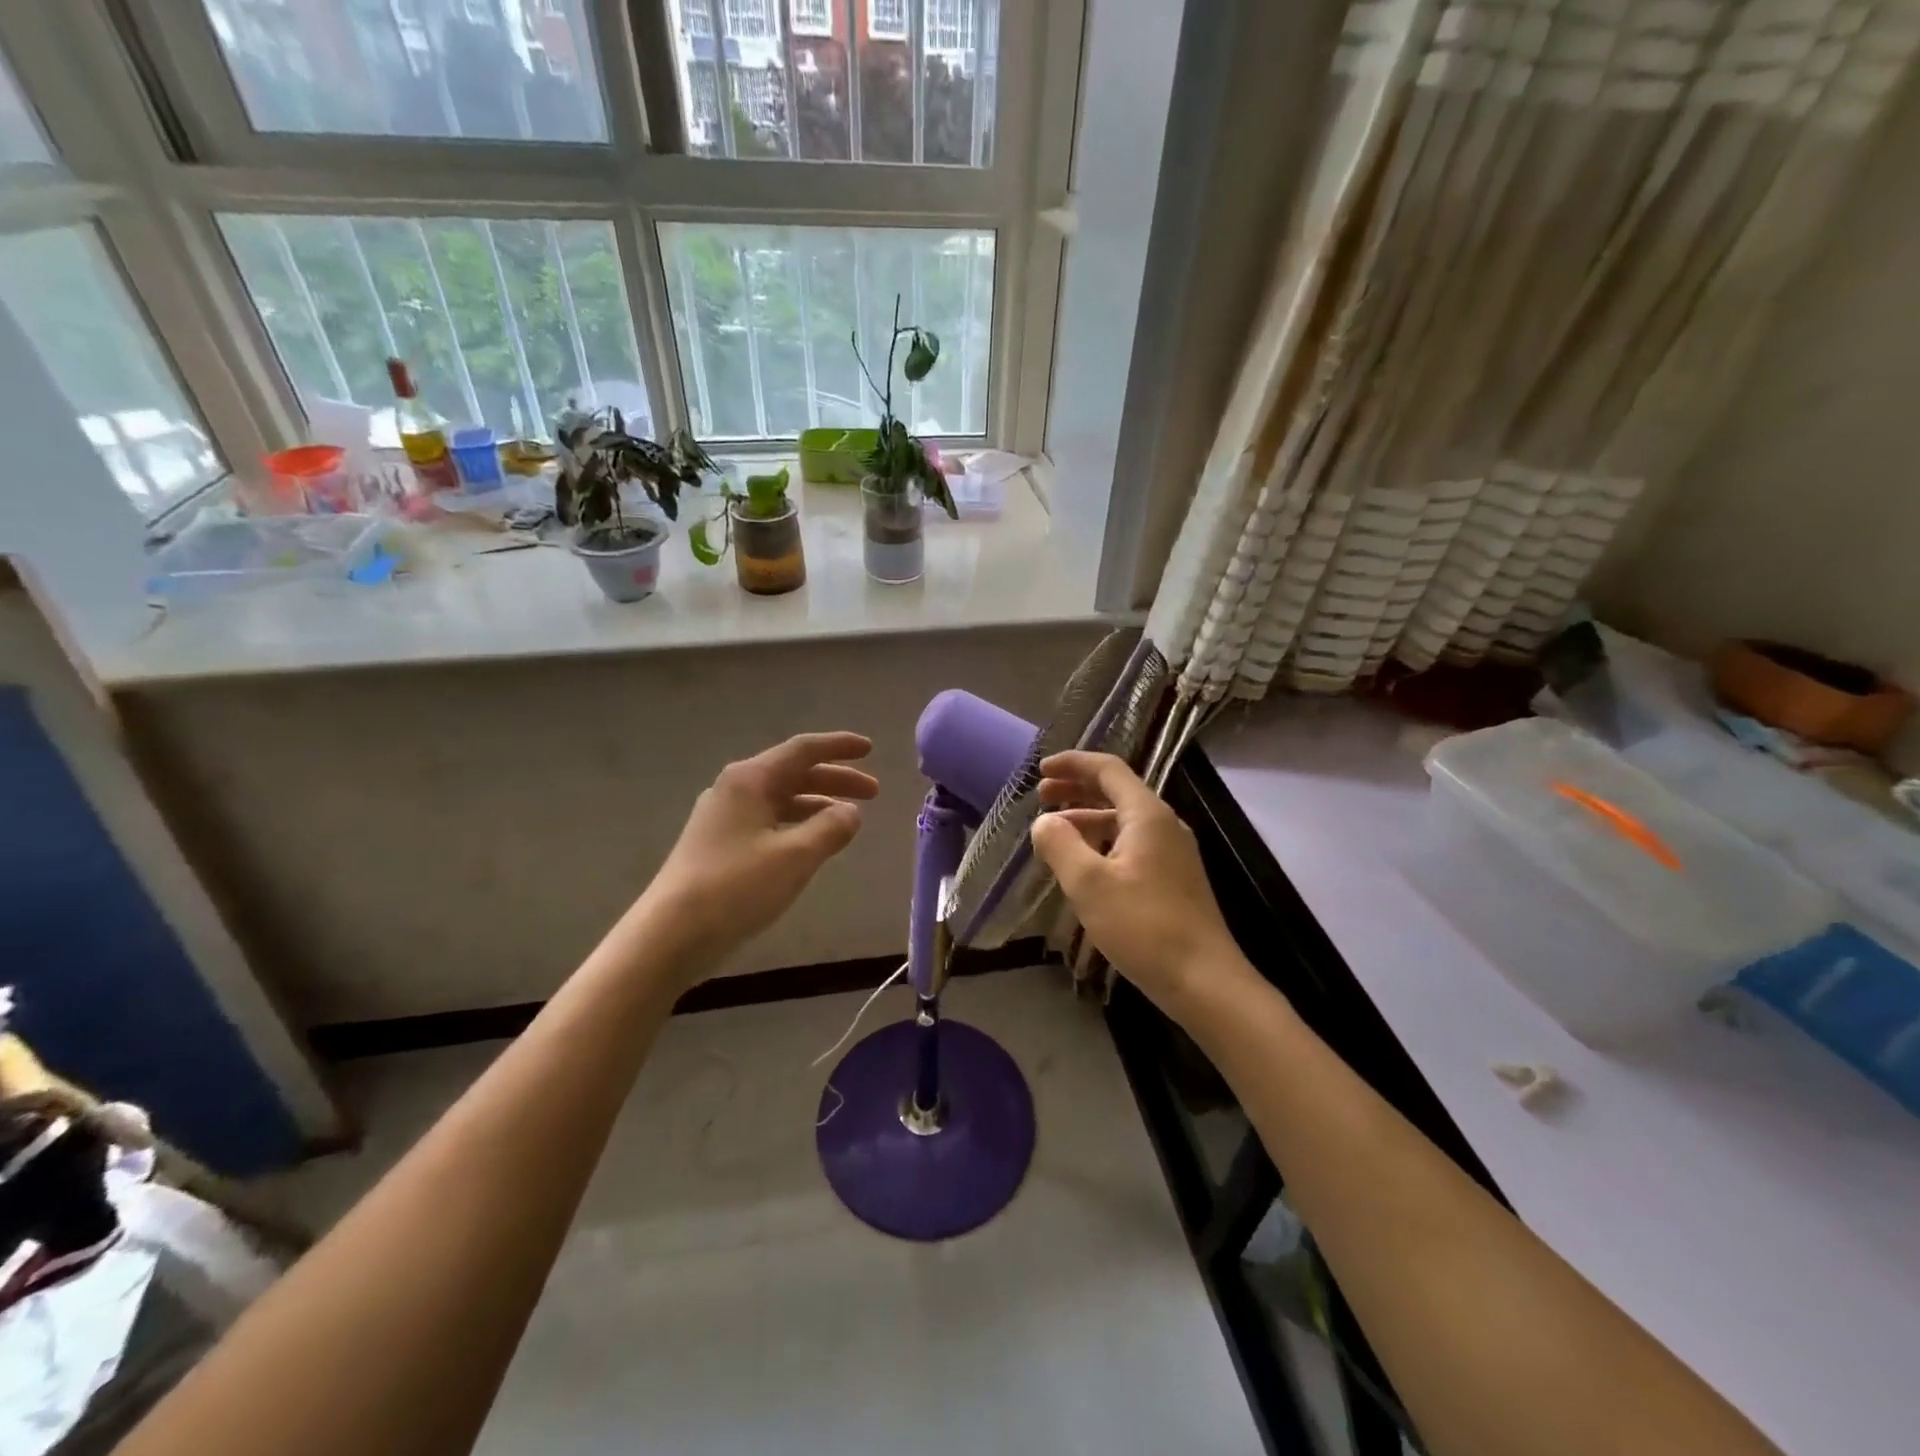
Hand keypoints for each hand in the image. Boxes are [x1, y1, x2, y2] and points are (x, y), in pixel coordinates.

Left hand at [644, 732, 878, 963]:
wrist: (670, 934)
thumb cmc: (736, 887)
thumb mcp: (795, 856)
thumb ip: (830, 828)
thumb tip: (851, 812)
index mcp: (750, 780)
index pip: (803, 750)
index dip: (839, 747)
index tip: (870, 748)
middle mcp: (734, 789)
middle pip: (793, 773)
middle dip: (835, 780)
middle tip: (874, 793)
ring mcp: (723, 818)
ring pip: (781, 799)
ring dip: (817, 804)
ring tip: (849, 819)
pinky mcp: (718, 845)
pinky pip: (768, 821)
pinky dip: (797, 824)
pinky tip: (812, 843)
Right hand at [1030, 751, 1249, 1014]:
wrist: (1204, 981)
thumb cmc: (1144, 927)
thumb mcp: (1089, 884)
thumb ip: (1060, 845)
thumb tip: (1043, 822)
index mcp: (1147, 815)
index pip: (1108, 769)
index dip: (1073, 763)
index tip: (1040, 769)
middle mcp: (1164, 825)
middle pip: (1116, 792)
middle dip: (1076, 789)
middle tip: (1041, 795)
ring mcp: (1172, 854)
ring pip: (1122, 821)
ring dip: (1086, 818)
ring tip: (1053, 832)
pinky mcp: (1172, 880)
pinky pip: (1131, 846)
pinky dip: (1101, 843)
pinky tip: (1083, 865)